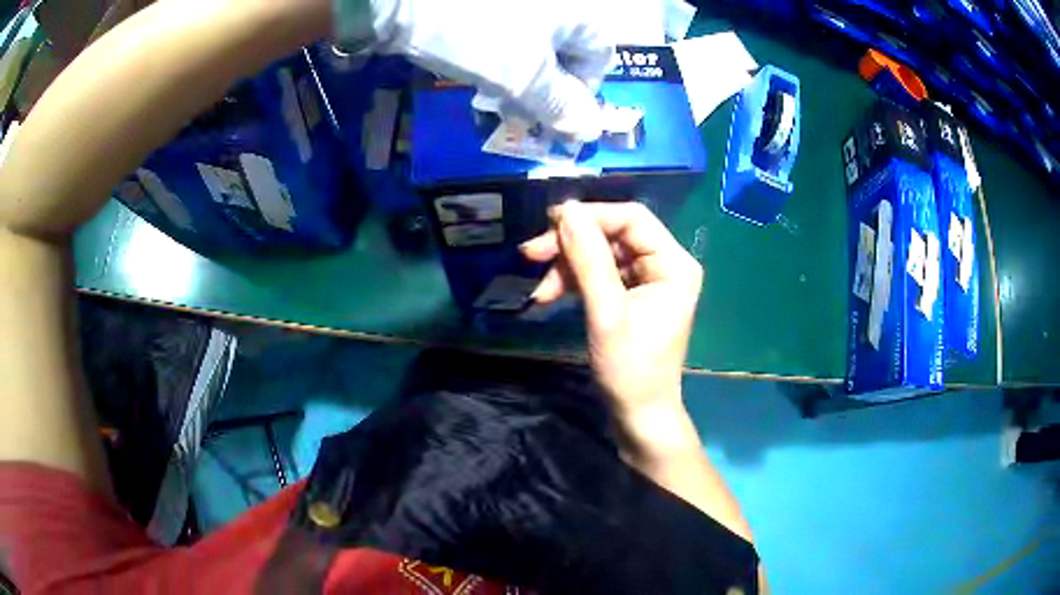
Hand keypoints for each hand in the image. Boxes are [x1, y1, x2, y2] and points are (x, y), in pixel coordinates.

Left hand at [335, 0, 613, 139]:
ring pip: (536, 43)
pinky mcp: (491, 4)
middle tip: (522, 111)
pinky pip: (510, 31)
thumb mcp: (524, 78)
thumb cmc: (479, 35)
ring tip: (497, 94)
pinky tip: (481, 67)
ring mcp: (522, 2)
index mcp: (578, 12)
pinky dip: (502, 55)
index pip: (600, 58)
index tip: (554, 117)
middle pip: (567, 50)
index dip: (582, 93)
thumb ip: (560, 107)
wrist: (408, 0)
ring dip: (523, 74)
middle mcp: (557, 1)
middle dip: (548, 87)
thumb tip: (591, 132)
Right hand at [520, 201, 703, 422]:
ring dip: (566, 266)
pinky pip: (599, 274)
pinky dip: (573, 281)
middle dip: (571, 244)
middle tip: (530, 254)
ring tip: (538, 290)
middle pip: (613, 234)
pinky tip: (547, 295)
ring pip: (601, 254)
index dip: (590, 215)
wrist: (638, 415)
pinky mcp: (631, 295)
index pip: (632, 218)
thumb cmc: (630, 369)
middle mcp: (665, 264)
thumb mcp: (606, 312)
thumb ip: (588, 259)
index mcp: (673, 264)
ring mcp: (648, 280)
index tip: (548, 223)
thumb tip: (566, 211)